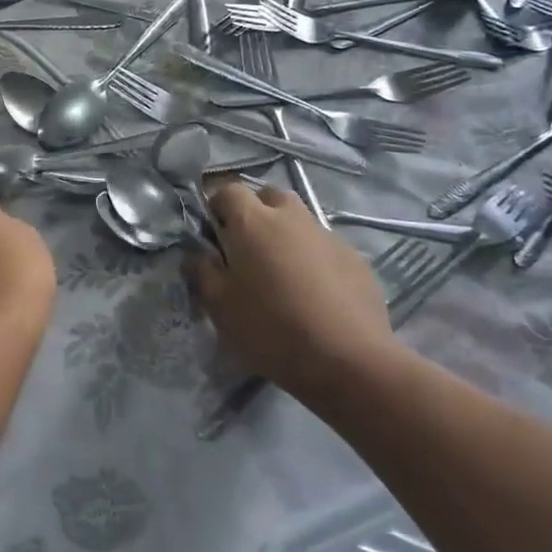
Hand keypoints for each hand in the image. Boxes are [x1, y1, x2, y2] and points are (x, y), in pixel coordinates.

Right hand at [185, 183, 403, 402]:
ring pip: (299, 220)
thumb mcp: (220, 307)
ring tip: (281, 273)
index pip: (228, 190)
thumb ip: (202, 273)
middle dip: (255, 213)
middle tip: (247, 249)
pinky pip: (324, 246)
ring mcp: (327, 235)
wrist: (349, 361)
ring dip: (285, 234)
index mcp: (253, 222)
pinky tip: (314, 293)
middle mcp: (291, 217)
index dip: (216, 206)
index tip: (211, 234)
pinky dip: (313, 258)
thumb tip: (196, 255)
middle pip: (268, 197)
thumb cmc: (272, 329)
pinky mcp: (355, 258)